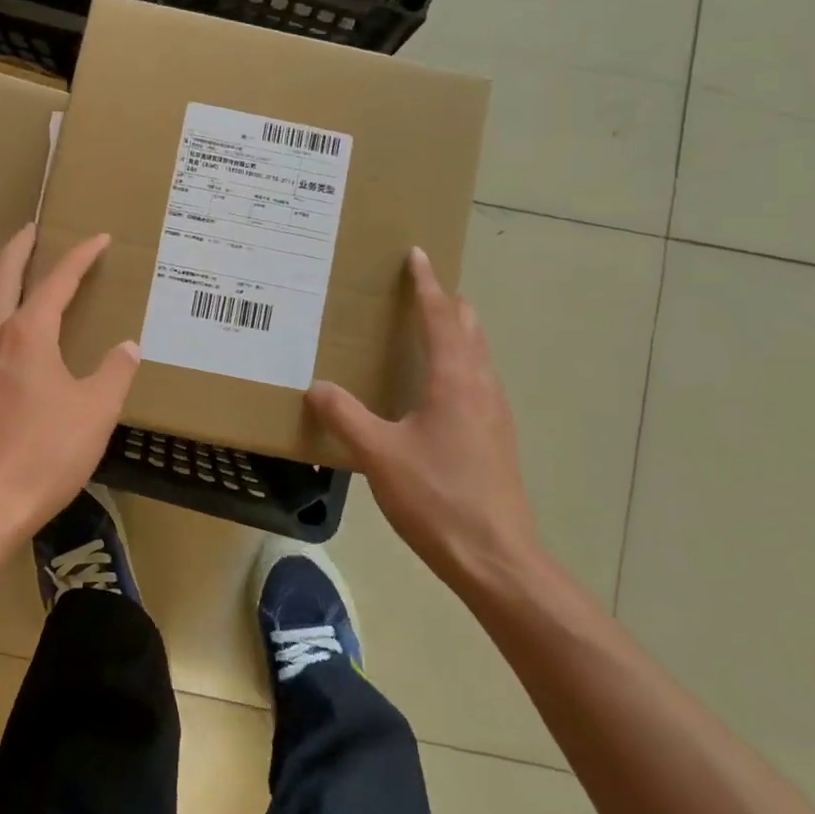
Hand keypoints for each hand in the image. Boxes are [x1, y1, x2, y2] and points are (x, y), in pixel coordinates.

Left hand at [0, 224, 139, 544]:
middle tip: (33, 229)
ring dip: (5, 280)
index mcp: (27, 333)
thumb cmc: (43, 454)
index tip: (99, 239)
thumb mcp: (96, 411)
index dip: (81, 256)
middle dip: (20, 247)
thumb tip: (127, 347)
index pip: (58, 280)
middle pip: (3, 275)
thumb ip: (114, 372)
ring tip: (24, 276)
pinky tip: (11, 337)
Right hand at [307, 247, 540, 589]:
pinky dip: (459, 362)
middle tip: (417, 289)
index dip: (427, 284)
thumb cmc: (438, 498)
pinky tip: (436, 388)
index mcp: (455, 380)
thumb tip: (316, 387)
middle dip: (446, 302)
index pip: (441, 316)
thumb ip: (345, 416)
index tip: (418, 255)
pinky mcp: (497, 438)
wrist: (497, 558)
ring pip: (477, 355)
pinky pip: (478, 380)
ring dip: (456, 332)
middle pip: (469, 328)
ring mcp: (495, 413)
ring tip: (426, 329)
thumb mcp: (379, 455)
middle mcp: (481, 387)